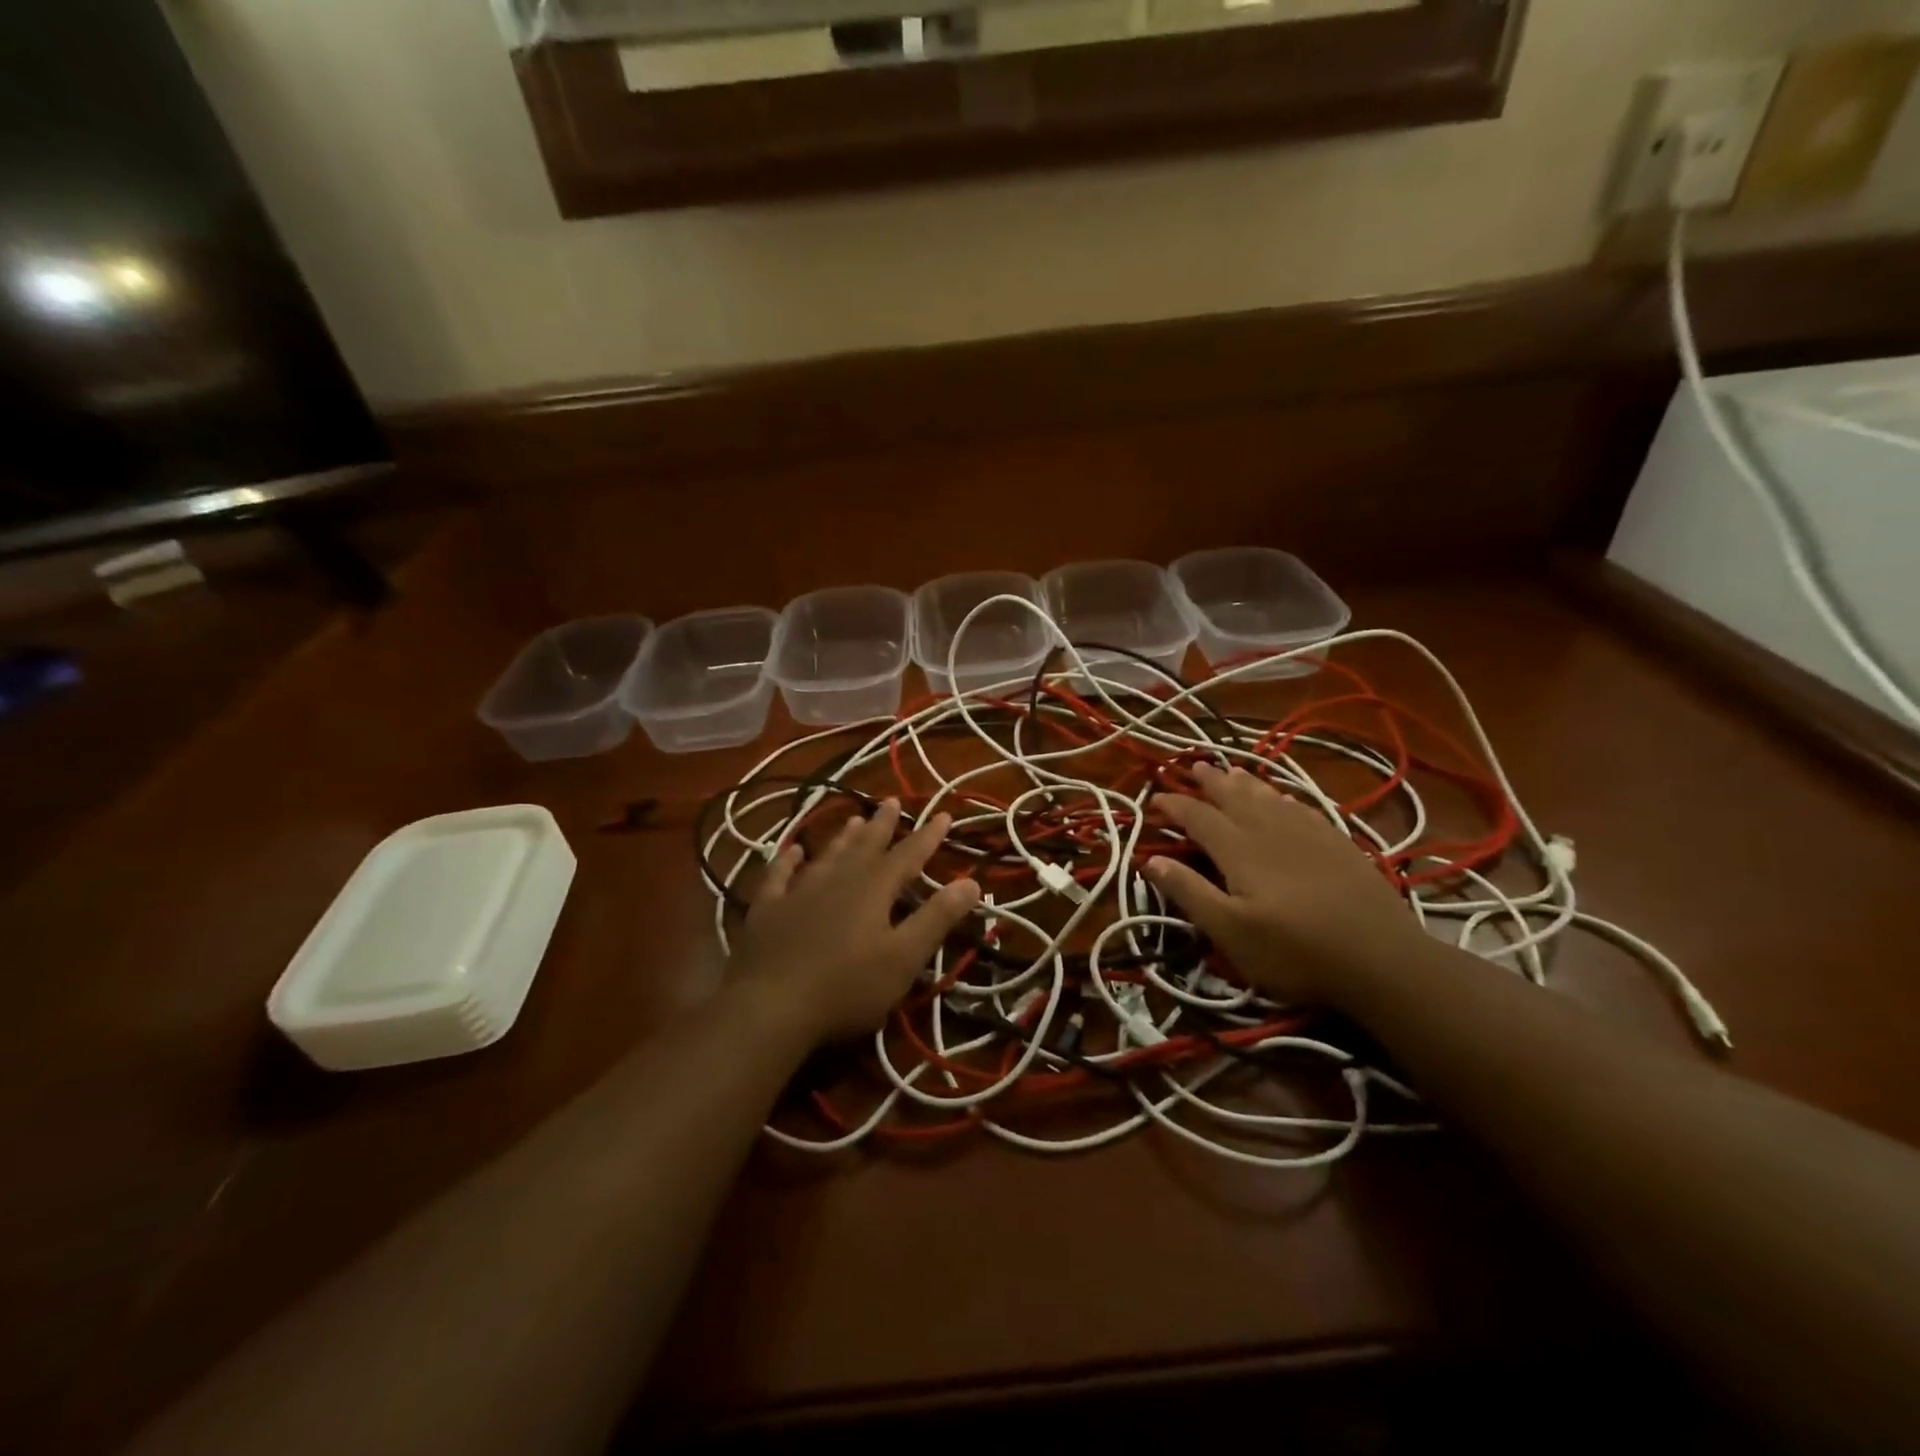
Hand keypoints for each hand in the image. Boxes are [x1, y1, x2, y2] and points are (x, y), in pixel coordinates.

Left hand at [727, 798, 982, 1044]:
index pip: (908, 855)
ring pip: (827, 855)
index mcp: (874, 889)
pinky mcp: (767, 909)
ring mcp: (798, 892)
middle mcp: (838, 880)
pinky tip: (791, 850)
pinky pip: (778, 876)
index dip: (928, 836)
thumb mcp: (903, 957)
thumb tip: (972, 881)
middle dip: (883, 825)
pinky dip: (786, 861)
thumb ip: (937, 918)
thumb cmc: (847, 987)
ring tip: (854, 819)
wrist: (769, 1006)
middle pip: (866, 846)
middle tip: (892, 801)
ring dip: (843, 837)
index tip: (943, 814)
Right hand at [1145, 763, 1424, 1005]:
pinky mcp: (1338, 843)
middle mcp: (1270, 830)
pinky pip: (1301, 807)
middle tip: (1192, 766)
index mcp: (1239, 850)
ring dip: (1244, 782)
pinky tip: (1283, 798)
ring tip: (1230, 770)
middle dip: (1209, 781)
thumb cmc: (1295, 953)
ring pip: (1268, 796)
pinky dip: (1282, 797)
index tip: (1154, 800)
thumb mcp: (1230, 932)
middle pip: (1234, 796)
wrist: (1382, 960)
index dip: (1174, 806)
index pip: (1198, 817)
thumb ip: (1189, 892)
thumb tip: (1149, 860)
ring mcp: (1308, 833)